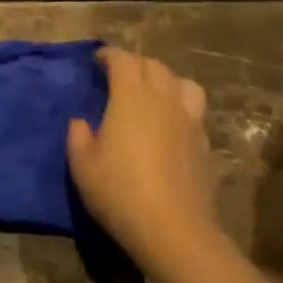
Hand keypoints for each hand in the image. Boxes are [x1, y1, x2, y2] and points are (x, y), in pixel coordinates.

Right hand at [67, 48, 219, 272]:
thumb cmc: (118, 191)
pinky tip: (170, 126)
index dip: (109, 55)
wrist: (172, 228)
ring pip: (183, 83)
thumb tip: (81, 122)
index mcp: (130, 97)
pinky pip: (194, 111)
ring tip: (153, 93)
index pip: (123, 60)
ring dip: (165, 80)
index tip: (97, 60)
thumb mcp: (82, 164)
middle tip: (119, 76)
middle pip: (154, 66)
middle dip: (135, 64)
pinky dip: (180, 108)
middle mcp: (163, 100)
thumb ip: (78, 136)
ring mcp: (189, 121)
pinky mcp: (204, 143)